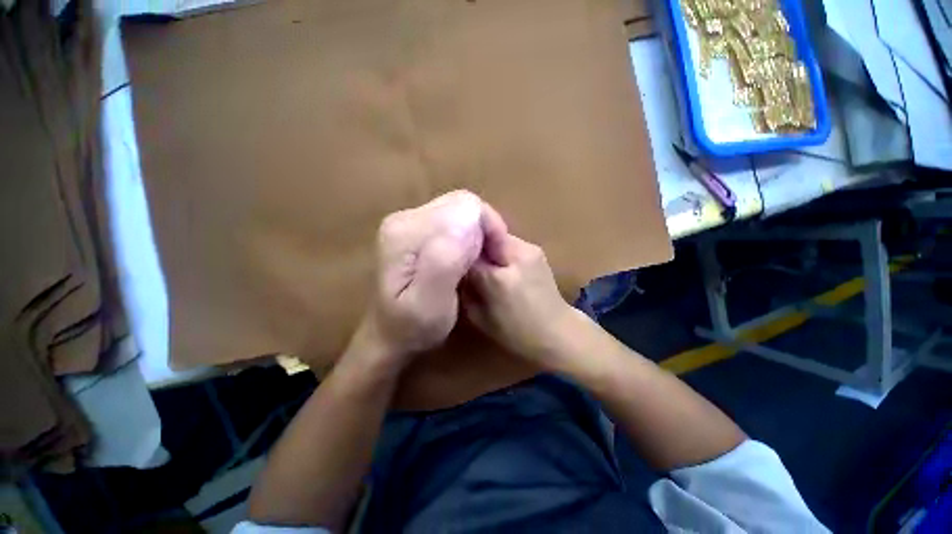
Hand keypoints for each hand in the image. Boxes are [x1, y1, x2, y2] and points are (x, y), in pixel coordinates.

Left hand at [349, 190, 507, 371]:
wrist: (390, 333)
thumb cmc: (413, 326)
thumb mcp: (429, 304)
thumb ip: (444, 261)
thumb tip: (467, 224)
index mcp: (406, 231)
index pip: (464, 207)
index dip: (488, 230)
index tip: (496, 261)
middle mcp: (406, 217)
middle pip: (463, 205)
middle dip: (485, 230)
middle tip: (491, 262)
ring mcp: (410, 220)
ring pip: (462, 210)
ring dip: (479, 233)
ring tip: (480, 262)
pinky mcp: (417, 228)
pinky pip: (456, 220)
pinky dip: (471, 236)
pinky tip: (468, 258)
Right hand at [463, 232, 579, 366]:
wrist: (558, 332)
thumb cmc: (517, 332)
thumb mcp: (481, 318)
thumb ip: (465, 292)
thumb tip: (455, 271)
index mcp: (499, 278)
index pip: (468, 250)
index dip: (457, 249)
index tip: (446, 253)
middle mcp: (516, 255)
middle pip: (484, 235)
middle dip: (470, 241)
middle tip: (459, 253)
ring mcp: (530, 249)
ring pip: (496, 237)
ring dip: (485, 246)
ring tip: (477, 260)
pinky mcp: (536, 251)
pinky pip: (508, 243)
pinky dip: (497, 250)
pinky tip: (496, 264)